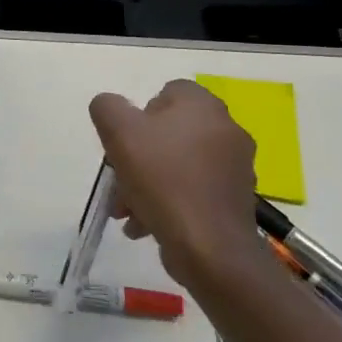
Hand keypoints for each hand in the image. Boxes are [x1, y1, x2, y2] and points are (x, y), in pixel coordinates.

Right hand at [89, 80, 264, 288]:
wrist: (209, 248)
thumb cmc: (163, 180)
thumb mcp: (119, 132)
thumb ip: (107, 107)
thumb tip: (110, 107)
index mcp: (203, 106)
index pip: (166, 93)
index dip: (139, 116)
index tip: (124, 142)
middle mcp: (226, 130)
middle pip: (168, 134)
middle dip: (137, 158)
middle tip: (119, 181)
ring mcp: (234, 168)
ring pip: (177, 166)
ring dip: (147, 184)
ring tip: (127, 211)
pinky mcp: (234, 201)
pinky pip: (192, 192)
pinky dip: (168, 203)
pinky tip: (146, 225)